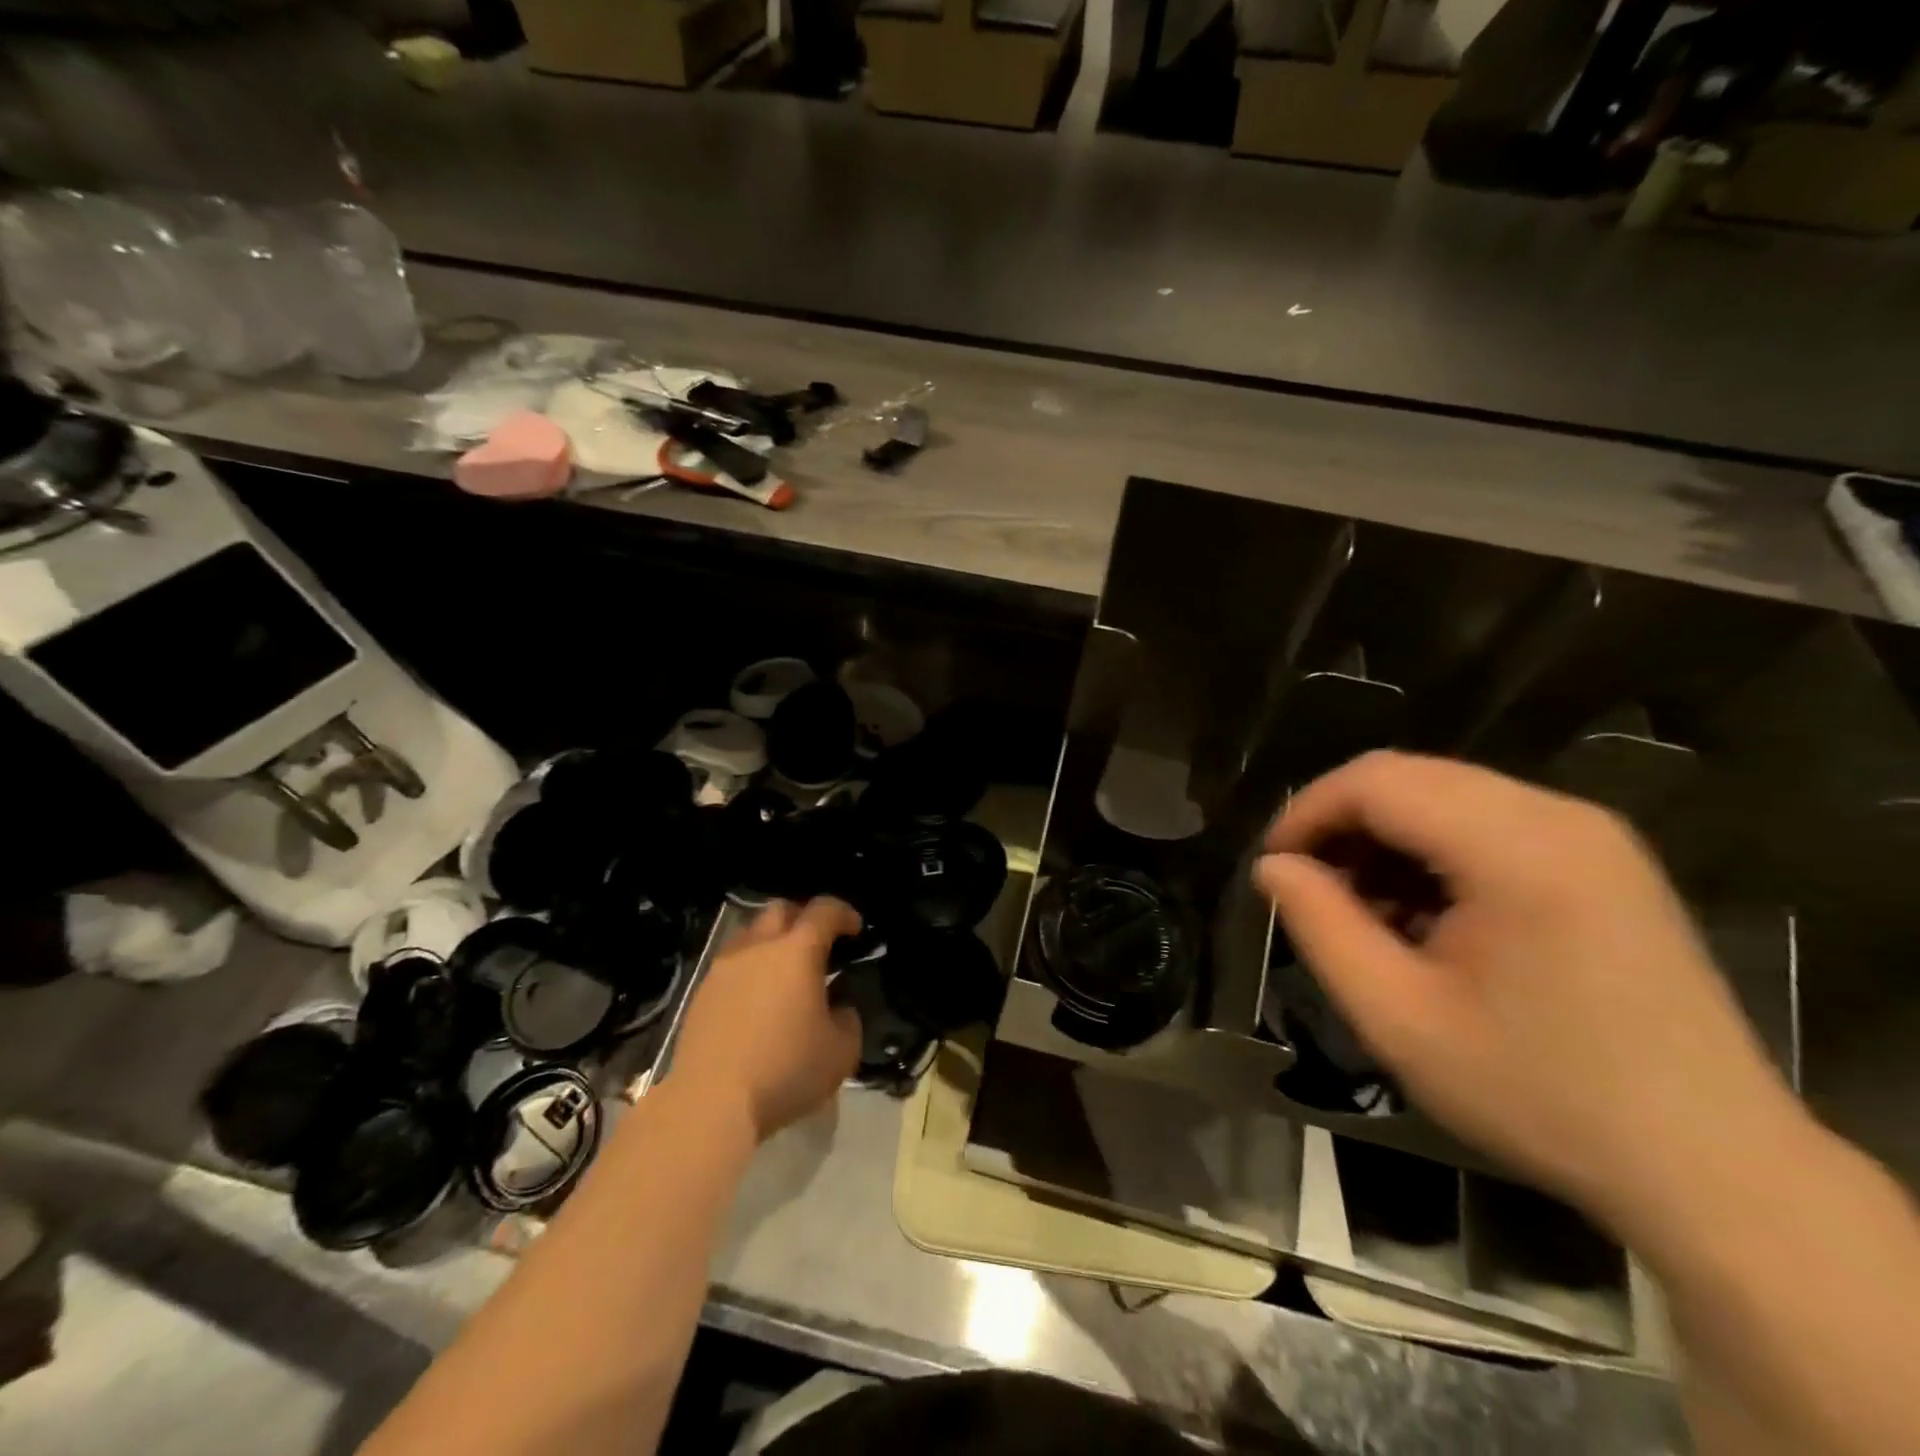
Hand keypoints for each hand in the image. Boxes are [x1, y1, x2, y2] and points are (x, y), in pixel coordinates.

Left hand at [670, 898, 862, 1142]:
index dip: (844, 914)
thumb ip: (847, 1020)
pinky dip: (749, 971)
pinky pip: (730, 965)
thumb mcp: (841, 1052)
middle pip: (780, 910)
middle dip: (803, 918)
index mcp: (797, 951)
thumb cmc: (785, 1070)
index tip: (855, 930)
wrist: (711, 1103)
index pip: (824, 910)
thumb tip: (838, 1010)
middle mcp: (758, 947)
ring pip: (750, 934)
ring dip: (771, 942)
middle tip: (818, 944)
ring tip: (784, 973)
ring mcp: (723, 968)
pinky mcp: (701, 993)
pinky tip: (756, 1002)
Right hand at [1255, 751, 1803, 1237]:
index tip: (1274, 867)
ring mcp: (1592, 834)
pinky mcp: (1606, 859)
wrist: (1713, 1169)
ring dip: (1387, 838)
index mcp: (1516, 848)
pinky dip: (1435, 850)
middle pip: (1410, 777)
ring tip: (1365, 910)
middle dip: (1343, 823)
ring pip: (1446, 794)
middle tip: (1310, 888)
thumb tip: (1273, 867)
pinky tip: (1426, 915)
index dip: (1307, 813)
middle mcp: (1560, 816)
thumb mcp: (1398, 1017)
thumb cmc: (1540, 1094)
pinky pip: (1489, 820)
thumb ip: (1321, 926)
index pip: (1376, 781)